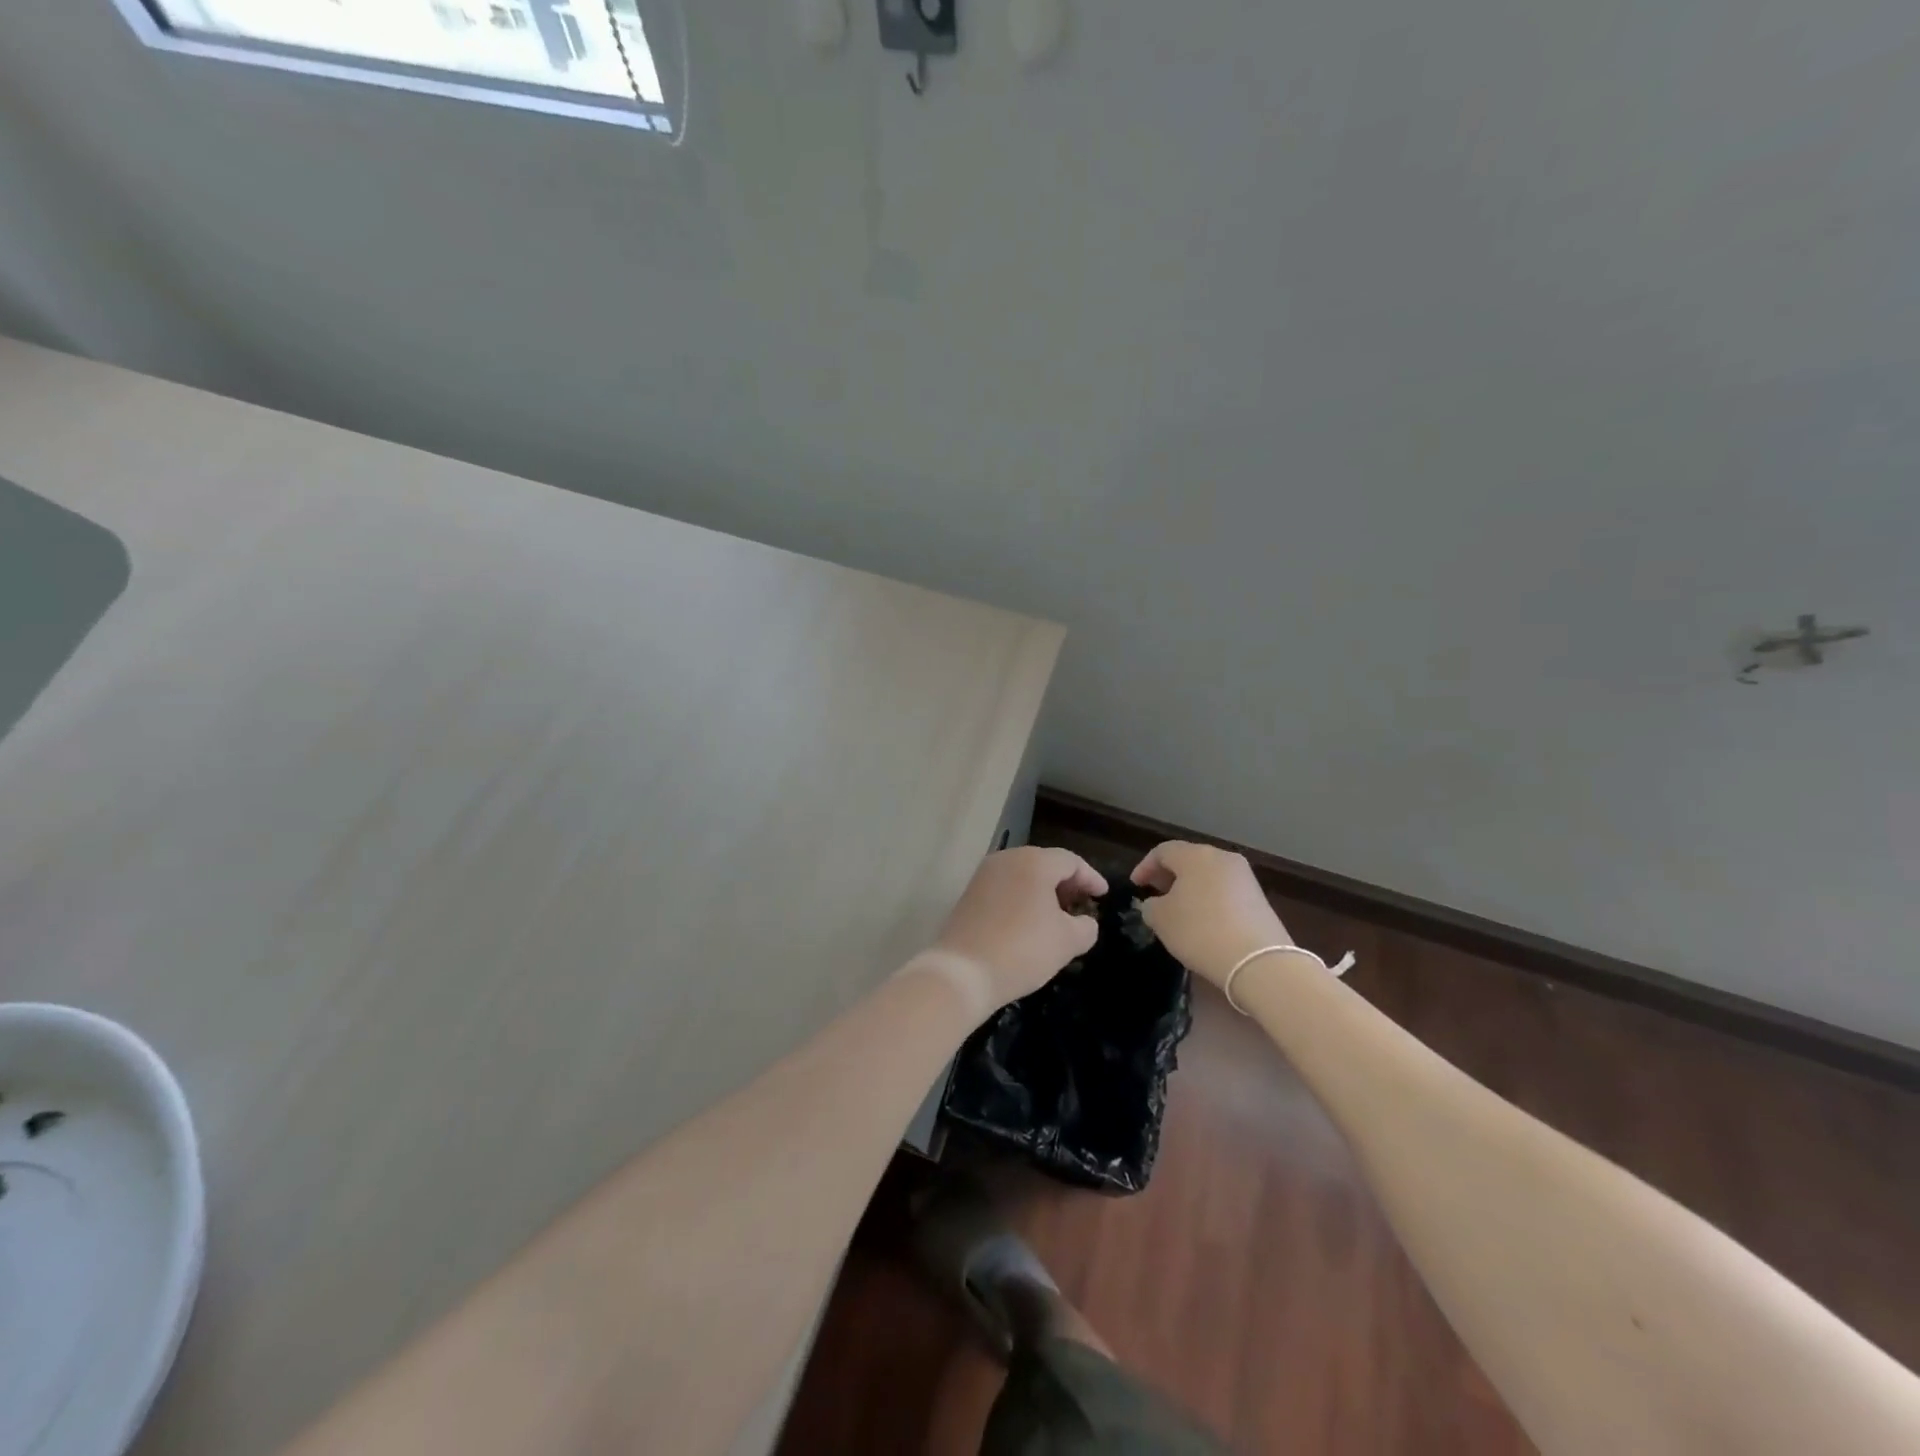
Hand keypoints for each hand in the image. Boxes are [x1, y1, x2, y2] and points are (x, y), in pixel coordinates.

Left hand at [932, 847, 1106, 1008]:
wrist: (963, 972)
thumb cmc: (1023, 949)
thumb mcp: (1068, 941)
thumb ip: (1086, 926)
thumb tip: (1084, 921)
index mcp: (1034, 862)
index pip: (1071, 861)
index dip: (1091, 878)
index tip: (1103, 896)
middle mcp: (1007, 859)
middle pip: (1045, 864)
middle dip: (1067, 884)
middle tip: (1082, 906)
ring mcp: (984, 875)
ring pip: (1023, 876)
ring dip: (1044, 893)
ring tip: (1058, 918)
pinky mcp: (969, 894)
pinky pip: (1006, 889)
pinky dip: (1023, 900)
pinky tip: (1030, 924)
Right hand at [1131, 841, 1290, 987]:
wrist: (1258, 961)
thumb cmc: (1200, 931)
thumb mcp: (1160, 919)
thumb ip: (1151, 905)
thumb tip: (1157, 903)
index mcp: (1196, 855)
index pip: (1163, 851)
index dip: (1145, 866)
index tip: (1135, 886)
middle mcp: (1223, 858)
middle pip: (1189, 859)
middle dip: (1169, 875)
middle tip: (1155, 894)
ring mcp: (1245, 878)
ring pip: (1209, 875)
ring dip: (1190, 888)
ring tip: (1178, 910)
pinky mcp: (1259, 899)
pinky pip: (1225, 891)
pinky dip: (1209, 900)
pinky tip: (1203, 922)